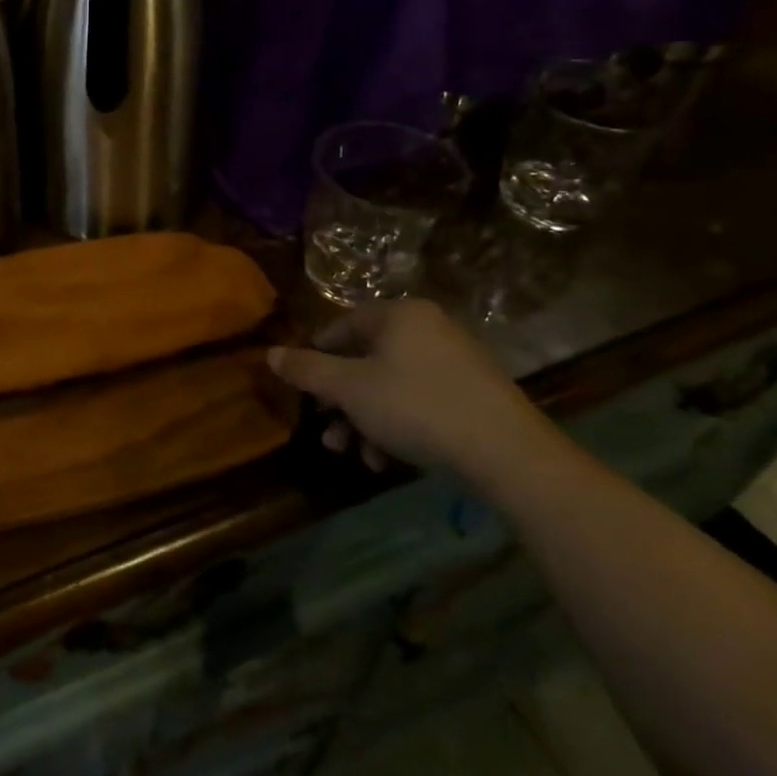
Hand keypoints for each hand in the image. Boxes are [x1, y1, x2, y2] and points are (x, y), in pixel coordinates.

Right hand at [267, 299, 551, 481]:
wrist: (508, 454)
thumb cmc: (416, 407)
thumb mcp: (348, 389)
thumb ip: (306, 370)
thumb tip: (269, 353)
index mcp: (398, 315)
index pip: (341, 326)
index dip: (315, 357)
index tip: (304, 390)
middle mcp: (428, 328)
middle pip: (365, 360)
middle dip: (340, 402)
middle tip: (328, 434)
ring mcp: (455, 360)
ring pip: (390, 386)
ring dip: (364, 420)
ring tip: (354, 454)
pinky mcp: (474, 393)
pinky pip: (420, 400)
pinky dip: (397, 425)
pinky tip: (387, 460)